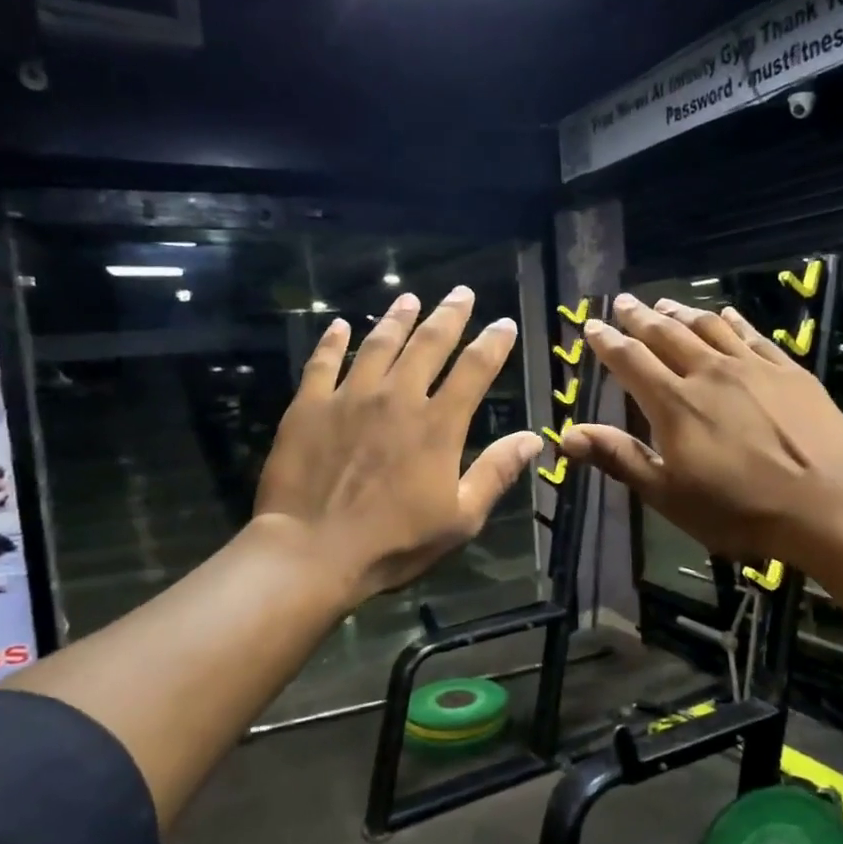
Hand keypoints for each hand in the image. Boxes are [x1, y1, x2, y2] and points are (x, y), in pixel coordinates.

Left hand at [254, 286, 541, 604]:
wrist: (312, 550)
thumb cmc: (394, 542)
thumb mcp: (460, 518)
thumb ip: (496, 472)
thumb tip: (534, 438)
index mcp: (438, 425)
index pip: (474, 370)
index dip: (492, 343)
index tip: (504, 323)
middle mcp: (397, 398)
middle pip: (429, 344)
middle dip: (449, 315)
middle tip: (462, 293)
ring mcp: (350, 398)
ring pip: (379, 344)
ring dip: (397, 318)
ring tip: (409, 299)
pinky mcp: (309, 406)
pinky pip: (323, 363)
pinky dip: (333, 341)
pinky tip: (339, 326)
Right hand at [561, 293, 842, 566]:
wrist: (826, 505)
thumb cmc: (738, 508)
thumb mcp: (668, 493)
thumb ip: (619, 457)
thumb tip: (566, 435)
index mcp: (674, 403)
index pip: (631, 361)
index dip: (608, 342)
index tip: (592, 326)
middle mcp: (709, 373)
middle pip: (667, 335)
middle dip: (640, 317)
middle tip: (622, 302)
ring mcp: (752, 368)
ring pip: (709, 327)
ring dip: (682, 313)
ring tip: (664, 303)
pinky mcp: (789, 371)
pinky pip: (754, 335)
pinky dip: (733, 320)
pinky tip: (725, 313)